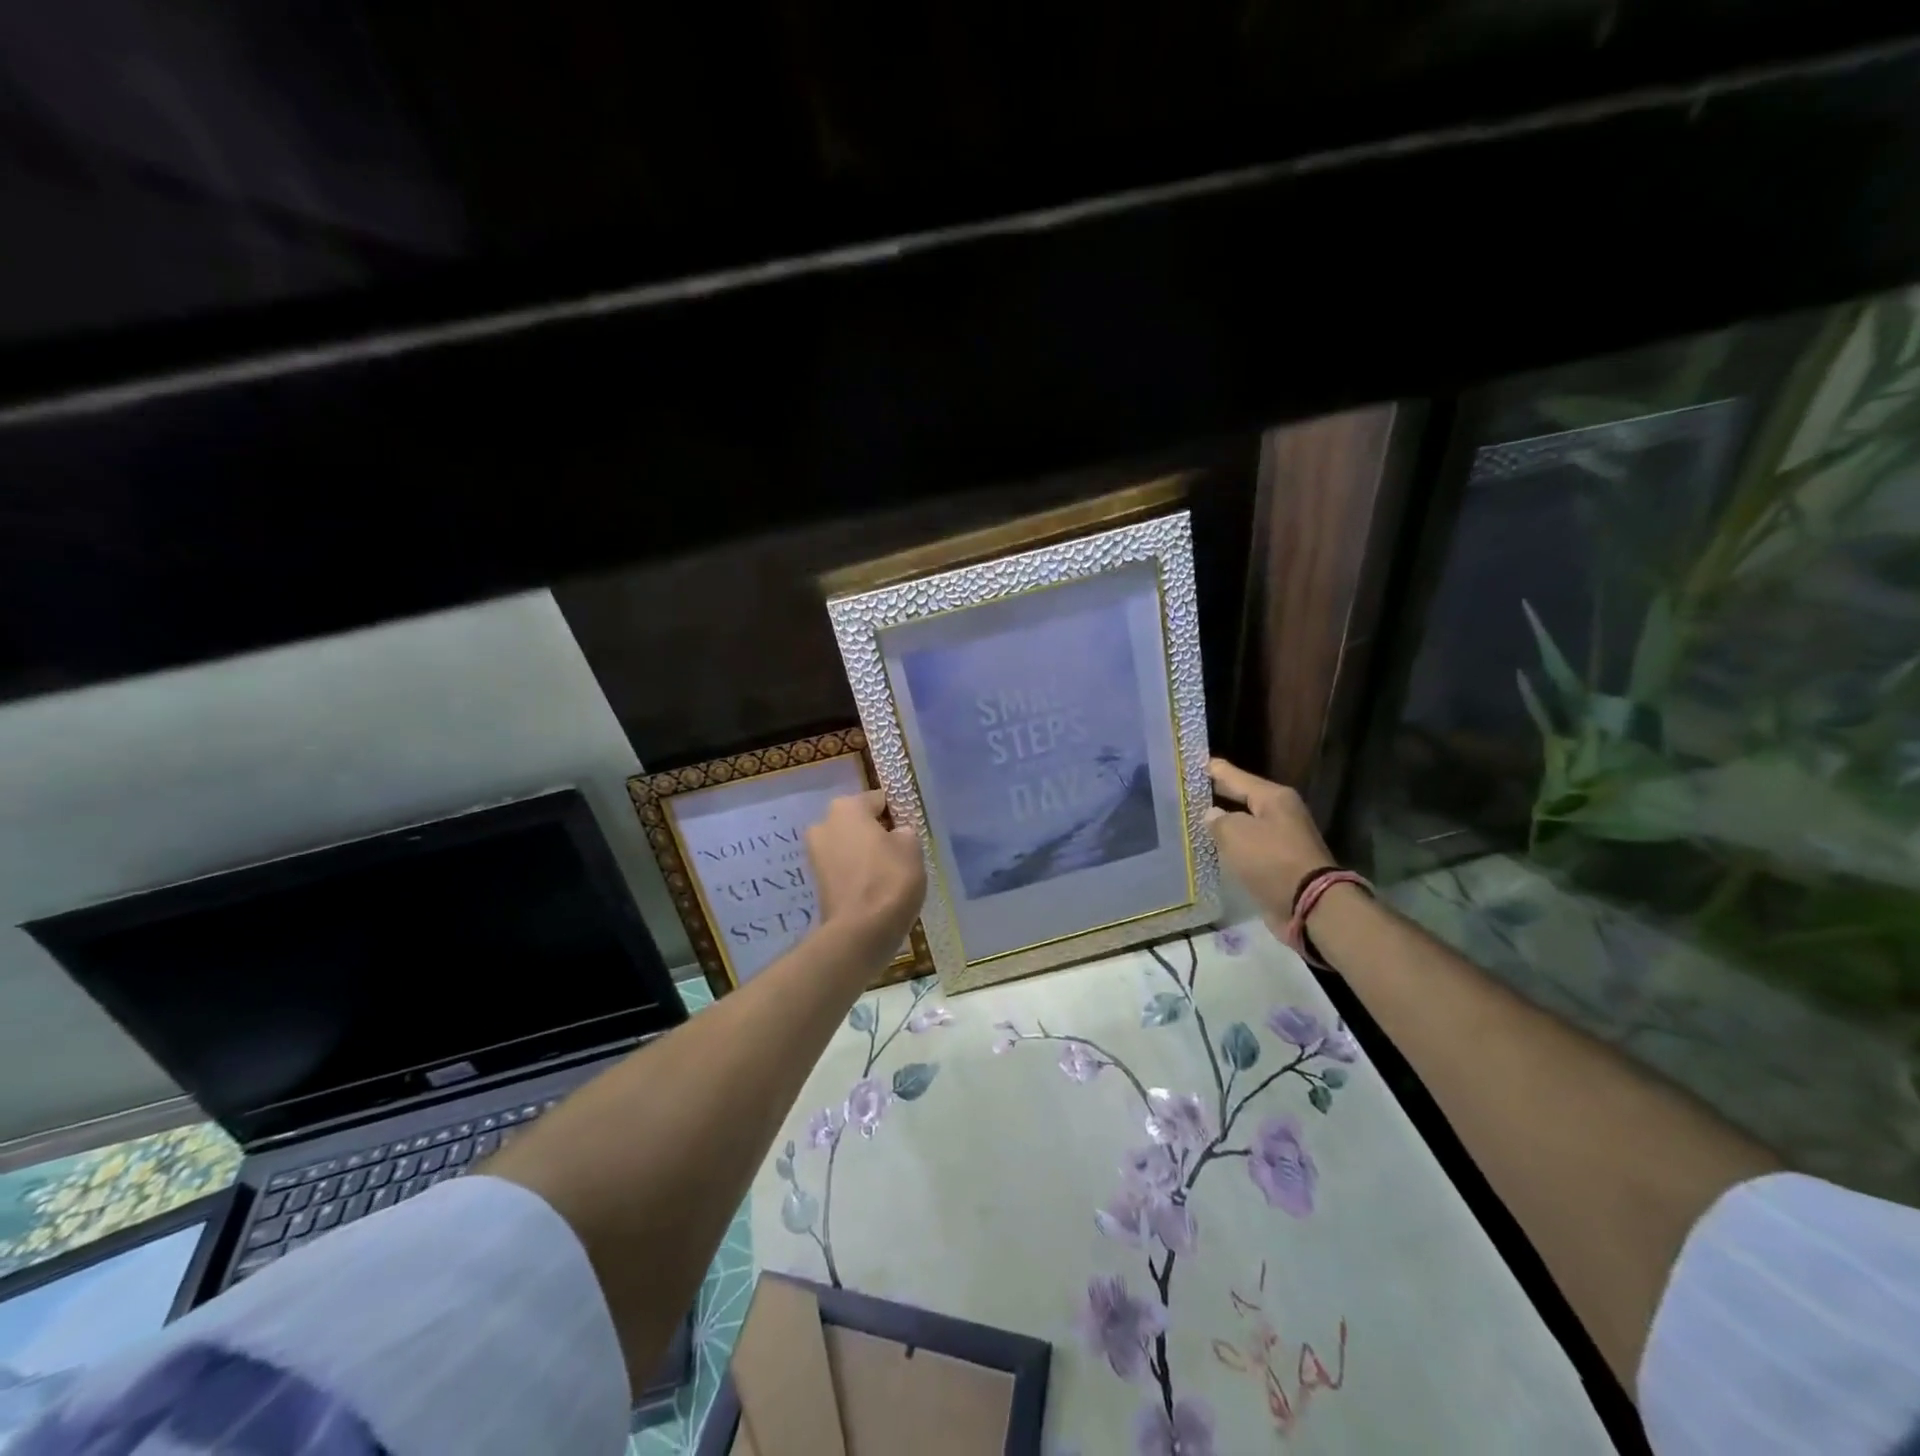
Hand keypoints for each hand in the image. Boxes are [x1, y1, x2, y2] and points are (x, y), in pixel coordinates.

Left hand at [806, 790, 926, 956]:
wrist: (860, 932)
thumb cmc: (889, 880)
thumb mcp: (912, 848)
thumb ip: (905, 832)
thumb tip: (896, 834)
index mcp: (847, 807)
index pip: (879, 800)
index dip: (897, 813)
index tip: (911, 831)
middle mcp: (824, 823)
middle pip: (859, 822)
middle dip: (877, 833)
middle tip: (900, 852)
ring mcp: (815, 853)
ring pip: (850, 845)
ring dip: (866, 854)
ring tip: (889, 873)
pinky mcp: (816, 881)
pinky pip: (844, 867)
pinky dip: (857, 873)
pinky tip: (875, 889)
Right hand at [1205, 758, 1334, 922]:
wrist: (1309, 905)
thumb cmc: (1271, 860)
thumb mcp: (1236, 833)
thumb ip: (1218, 820)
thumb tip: (1212, 815)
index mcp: (1273, 797)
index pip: (1235, 776)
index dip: (1213, 769)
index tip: (1192, 763)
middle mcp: (1281, 813)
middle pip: (1242, 798)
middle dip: (1217, 795)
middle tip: (1189, 790)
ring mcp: (1283, 838)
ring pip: (1245, 823)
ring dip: (1224, 822)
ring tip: (1195, 818)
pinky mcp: (1280, 863)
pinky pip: (1249, 847)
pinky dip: (1233, 846)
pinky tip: (1214, 847)